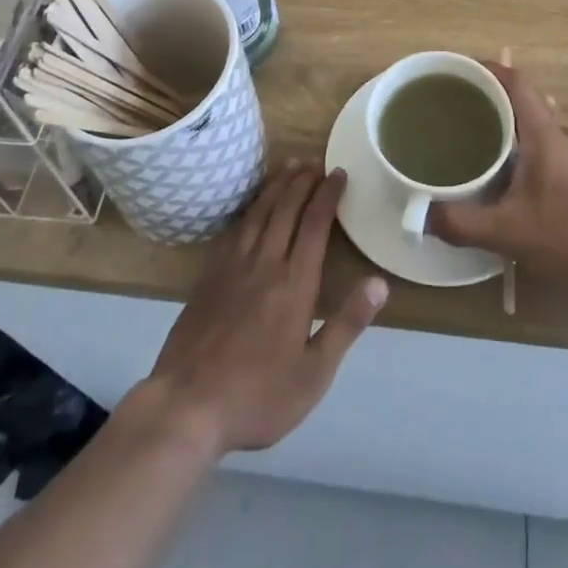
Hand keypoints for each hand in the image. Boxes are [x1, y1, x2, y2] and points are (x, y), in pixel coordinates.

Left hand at [136, 164, 385, 456]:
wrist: (187, 405)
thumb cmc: (258, 395)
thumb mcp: (314, 373)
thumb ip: (347, 323)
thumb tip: (379, 282)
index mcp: (294, 283)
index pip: (314, 224)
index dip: (327, 194)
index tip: (339, 173)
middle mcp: (265, 262)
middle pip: (286, 208)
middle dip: (303, 180)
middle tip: (317, 162)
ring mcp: (233, 266)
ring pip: (259, 212)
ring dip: (277, 185)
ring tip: (289, 166)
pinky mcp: (209, 275)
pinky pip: (236, 228)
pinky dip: (250, 207)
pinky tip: (253, 206)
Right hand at [428, 61, 567, 296]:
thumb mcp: (508, 231)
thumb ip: (461, 223)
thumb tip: (421, 215)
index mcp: (543, 132)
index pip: (515, 81)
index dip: (487, 68)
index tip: (456, 70)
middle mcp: (558, 136)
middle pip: (520, 100)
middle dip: (486, 96)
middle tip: (452, 106)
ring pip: (530, 126)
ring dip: (502, 123)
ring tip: (467, 136)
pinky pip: (538, 148)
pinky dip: (514, 148)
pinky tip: (497, 175)